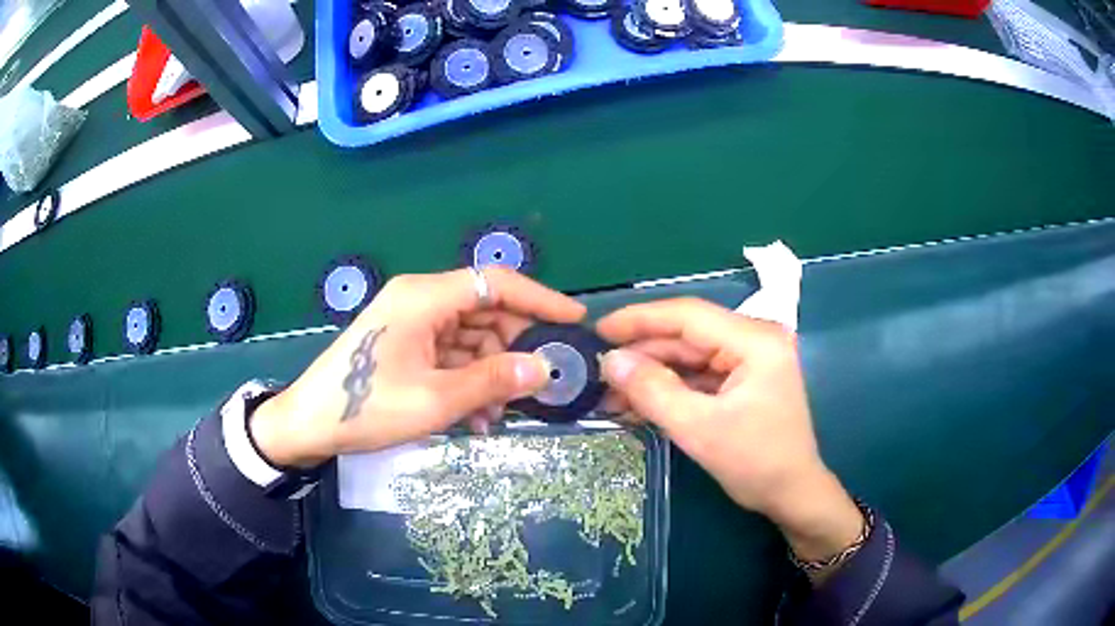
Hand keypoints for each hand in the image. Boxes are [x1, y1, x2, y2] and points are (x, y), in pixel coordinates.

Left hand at [250, 268, 586, 467]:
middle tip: (538, 384)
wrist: (308, 424)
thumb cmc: (365, 407)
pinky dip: (467, 379)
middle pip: (485, 310)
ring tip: (497, 415)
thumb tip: (544, 369)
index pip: (496, 282)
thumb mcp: (434, 400)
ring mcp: (411, 321)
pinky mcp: (406, 342)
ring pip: (470, 336)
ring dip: (489, 372)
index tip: (574, 321)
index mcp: (424, 297)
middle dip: (513, 348)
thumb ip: (492, 381)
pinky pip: (450, 353)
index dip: (540, 299)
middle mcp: (420, 299)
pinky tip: (474, 416)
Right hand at [597, 298, 862, 563]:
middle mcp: (754, 339)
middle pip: (686, 336)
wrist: (792, 495)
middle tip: (597, 371)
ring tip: (610, 394)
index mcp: (754, 340)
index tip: (598, 330)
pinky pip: (698, 375)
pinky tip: (637, 402)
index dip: (639, 320)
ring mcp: (749, 360)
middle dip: (642, 355)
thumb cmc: (756, 462)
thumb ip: (653, 390)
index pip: (688, 315)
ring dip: (651, 375)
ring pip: (688, 357)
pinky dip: (669, 388)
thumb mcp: (699, 429)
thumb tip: (609, 361)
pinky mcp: (742, 380)